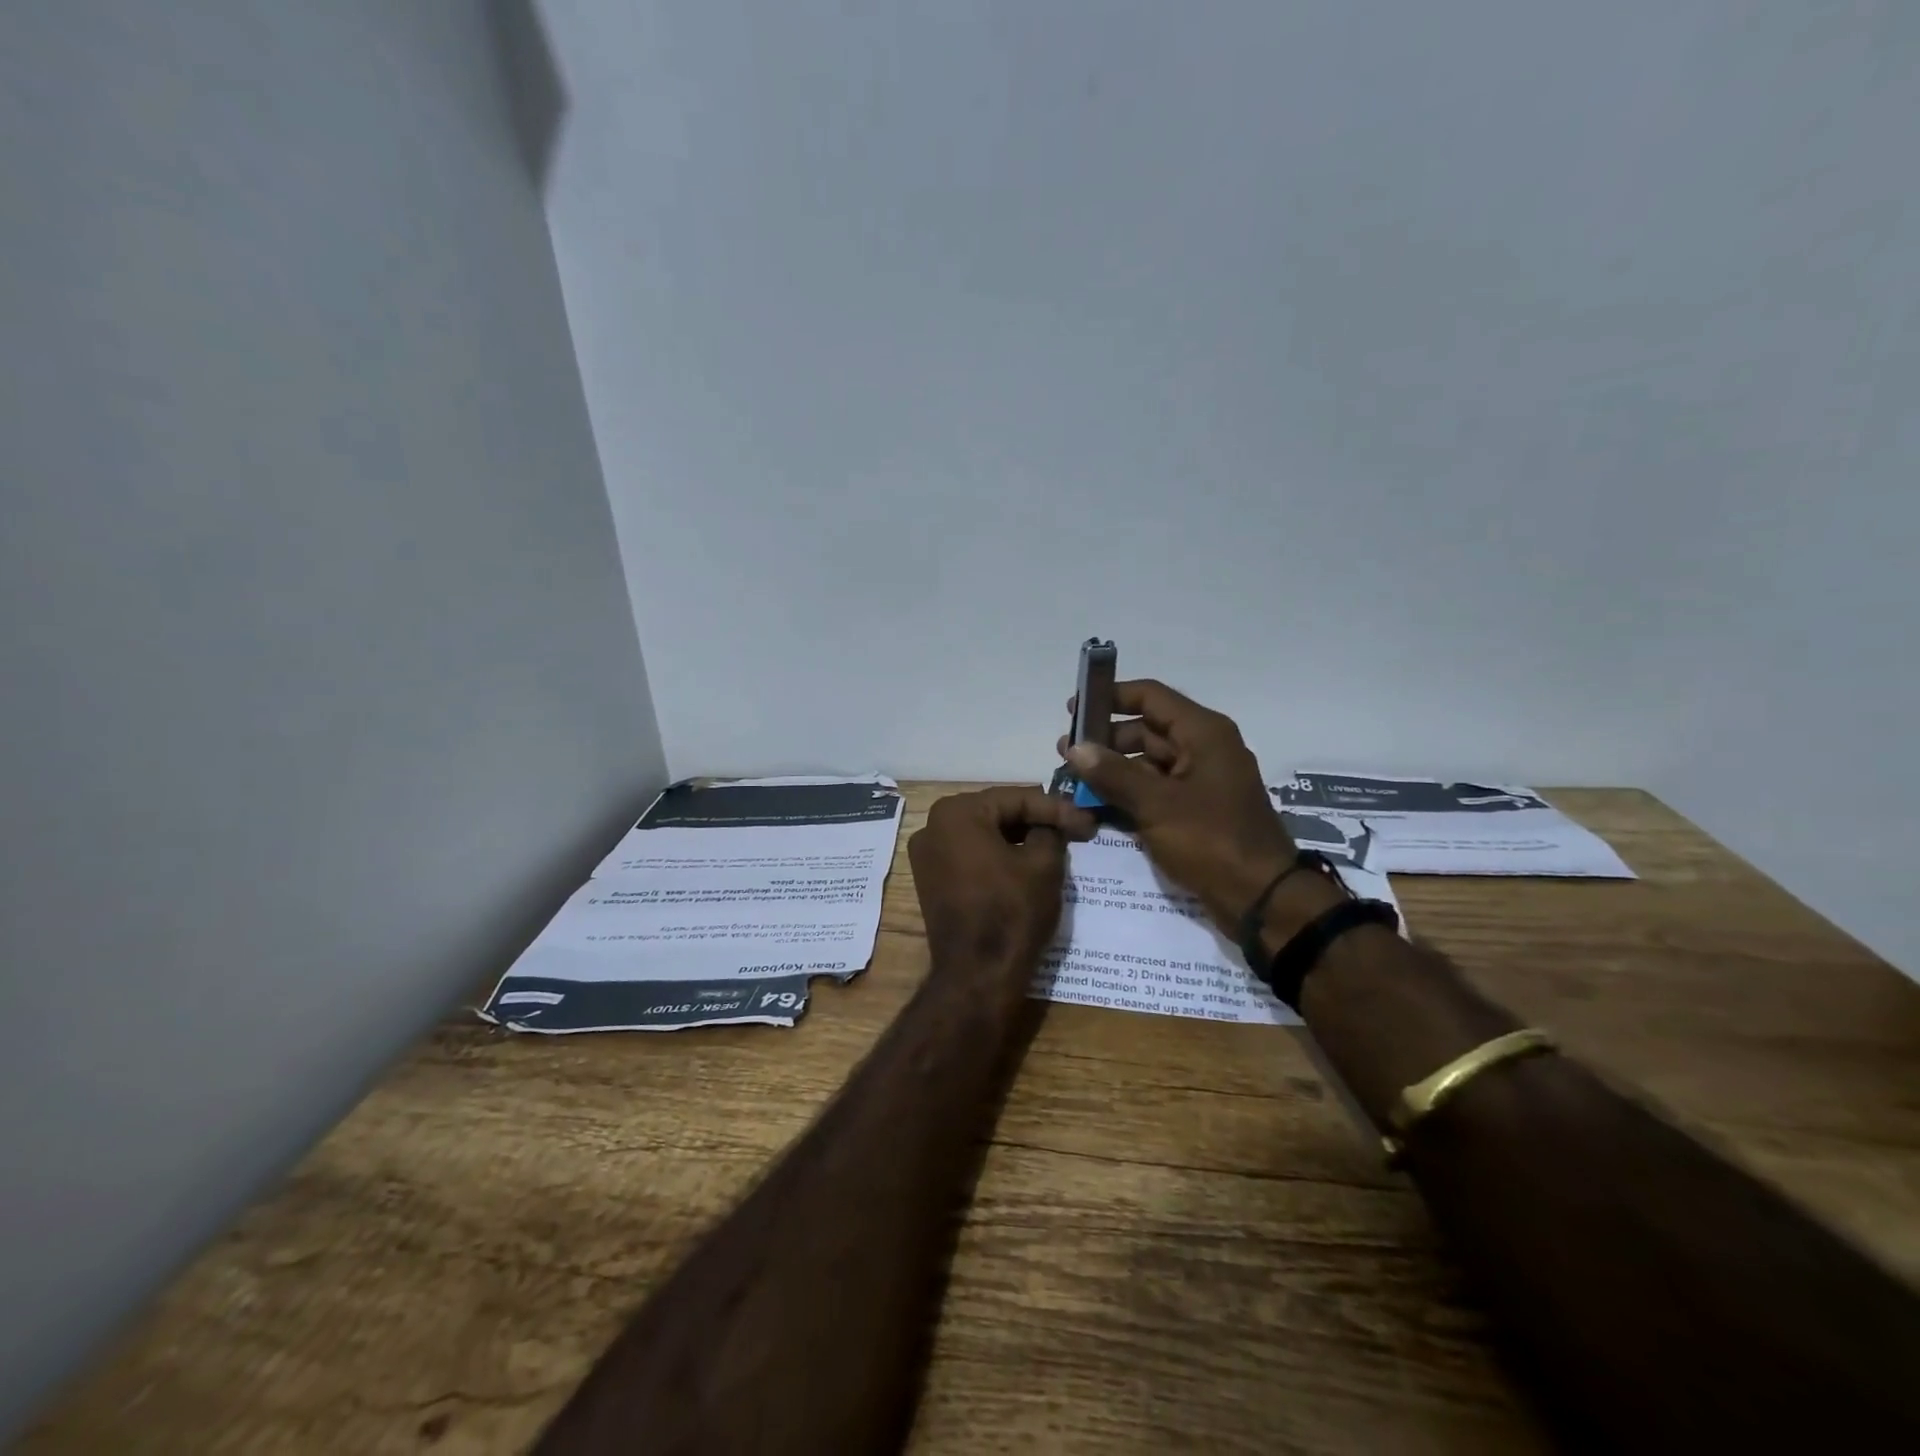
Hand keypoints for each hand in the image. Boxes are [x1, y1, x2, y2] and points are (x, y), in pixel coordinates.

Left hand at [908, 787, 1097, 1010]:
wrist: (977, 975)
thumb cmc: (1012, 912)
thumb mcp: (1044, 864)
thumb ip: (1050, 831)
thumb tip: (1051, 825)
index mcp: (957, 812)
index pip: (1017, 798)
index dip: (1057, 808)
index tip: (1088, 822)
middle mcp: (932, 826)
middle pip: (996, 812)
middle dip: (1036, 820)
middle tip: (1074, 829)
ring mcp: (926, 855)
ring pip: (982, 834)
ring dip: (1017, 838)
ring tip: (1056, 844)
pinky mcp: (929, 880)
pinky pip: (969, 855)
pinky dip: (997, 855)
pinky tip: (1026, 862)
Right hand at [1058, 680, 1300, 932]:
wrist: (1261, 898)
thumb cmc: (1211, 840)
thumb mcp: (1157, 805)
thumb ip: (1113, 774)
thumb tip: (1074, 748)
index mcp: (1203, 734)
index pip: (1151, 697)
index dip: (1111, 697)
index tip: (1073, 710)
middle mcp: (1203, 749)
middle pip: (1147, 730)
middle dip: (1105, 740)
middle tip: (1065, 753)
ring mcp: (1200, 781)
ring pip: (1148, 763)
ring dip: (1113, 770)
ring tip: (1074, 781)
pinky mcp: (1195, 810)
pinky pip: (1155, 791)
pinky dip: (1128, 794)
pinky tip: (1095, 805)